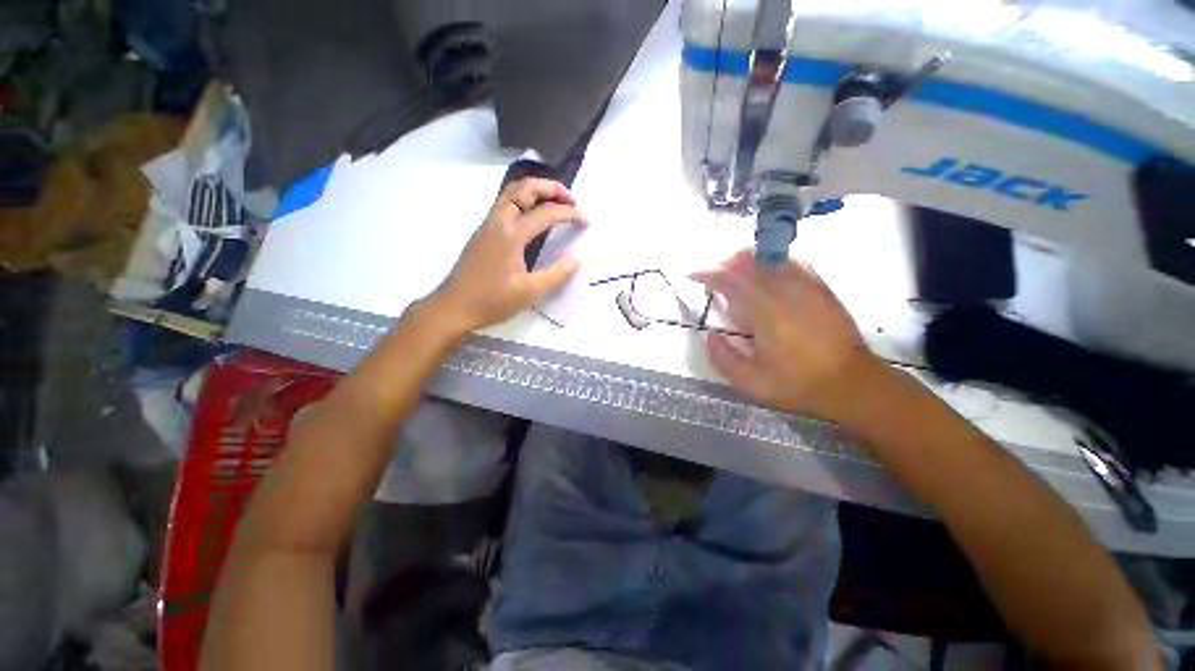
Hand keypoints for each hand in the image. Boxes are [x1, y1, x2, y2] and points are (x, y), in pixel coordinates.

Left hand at [430, 177, 586, 332]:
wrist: (454, 307)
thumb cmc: (493, 301)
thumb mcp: (530, 291)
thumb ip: (557, 273)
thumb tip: (579, 258)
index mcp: (511, 234)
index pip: (546, 213)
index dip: (569, 213)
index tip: (585, 220)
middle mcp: (498, 221)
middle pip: (524, 188)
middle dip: (551, 188)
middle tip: (571, 199)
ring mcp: (488, 224)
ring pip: (511, 192)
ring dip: (535, 190)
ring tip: (555, 202)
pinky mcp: (483, 232)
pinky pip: (504, 204)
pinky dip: (523, 199)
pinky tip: (533, 216)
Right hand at [691, 249, 883, 420]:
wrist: (852, 383)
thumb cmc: (799, 384)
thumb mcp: (752, 383)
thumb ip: (723, 358)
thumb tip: (710, 334)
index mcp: (767, 313)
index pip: (732, 280)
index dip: (708, 273)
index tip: (692, 274)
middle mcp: (786, 291)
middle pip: (749, 262)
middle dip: (723, 263)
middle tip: (710, 275)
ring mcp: (807, 285)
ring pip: (770, 257)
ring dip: (744, 258)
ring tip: (731, 270)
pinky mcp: (820, 286)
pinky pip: (792, 260)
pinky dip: (771, 259)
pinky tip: (764, 269)